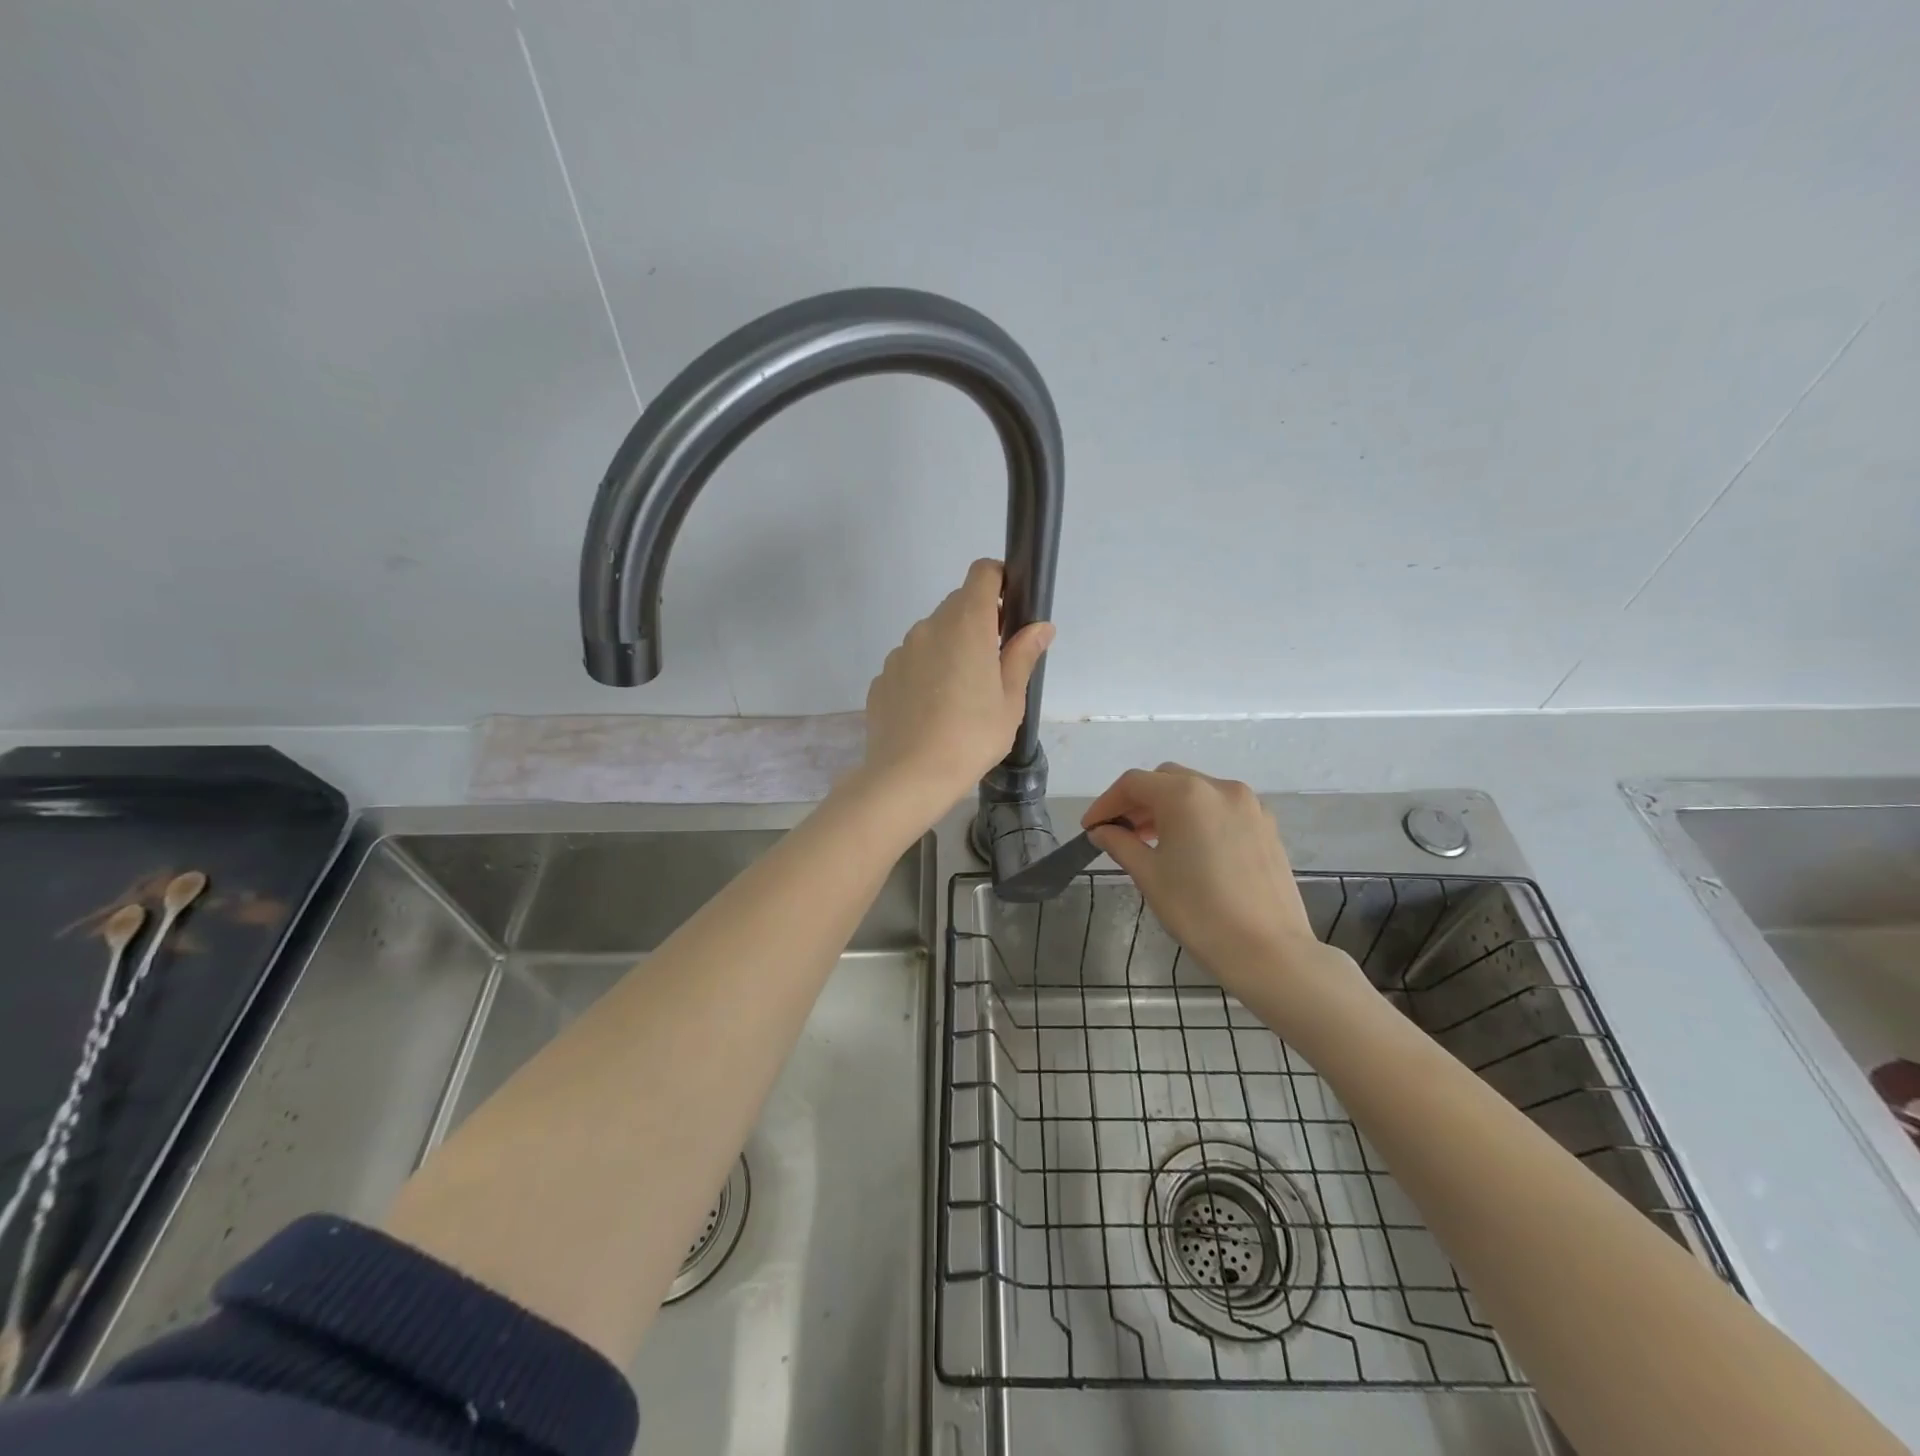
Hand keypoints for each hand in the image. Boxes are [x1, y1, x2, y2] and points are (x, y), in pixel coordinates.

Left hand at [858, 559, 1053, 821]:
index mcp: (966, 624)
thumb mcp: (1010, 701)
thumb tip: (1040, 627)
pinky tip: (931, 712)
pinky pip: (910, 664)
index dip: (999, 580)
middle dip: (978, 624)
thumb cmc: (971, 737)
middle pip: (957, 605)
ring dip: (949, 650)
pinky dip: (924, 675)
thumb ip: (1023, 656)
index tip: (1010, 609)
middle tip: (992, 667)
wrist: (908, 776)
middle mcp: (928, 627)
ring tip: (959, 698)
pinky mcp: (882, 677)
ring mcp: (900, 652)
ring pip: (932, 636)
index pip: (982, 573)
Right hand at [1083, 764, 1366, 1018]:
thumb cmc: (1198, 912)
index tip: (1090, 828)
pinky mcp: (1266, 825)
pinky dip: (1197, 817)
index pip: (1134, 784)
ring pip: (1195, 791)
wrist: (1268, 951)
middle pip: (1166, 780)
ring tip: (1150, 841)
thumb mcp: (1149, 875)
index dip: (1106, 803)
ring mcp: (1249, 805)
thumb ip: (1120, 844)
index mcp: (1186, 795)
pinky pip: (1220, 808)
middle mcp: (1219, 788)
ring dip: (1167, 808)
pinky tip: (1188, 848)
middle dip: (1138, 801)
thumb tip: (1102, 830)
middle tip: (1119, 832)